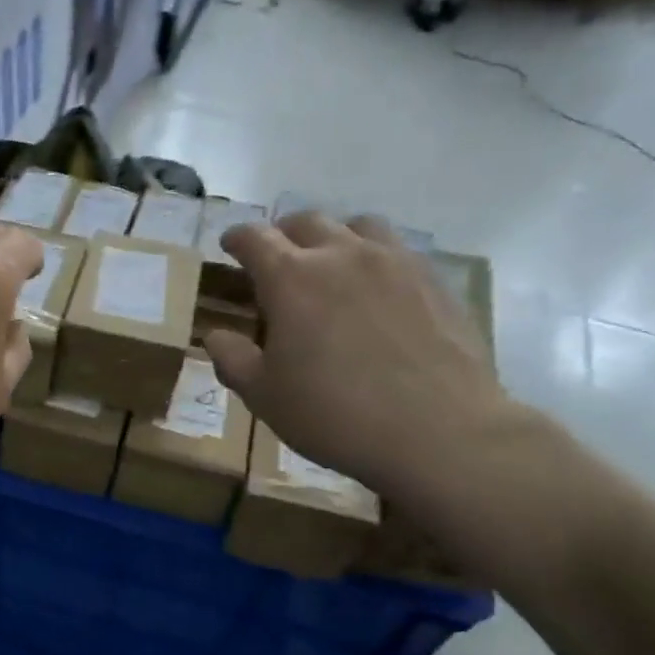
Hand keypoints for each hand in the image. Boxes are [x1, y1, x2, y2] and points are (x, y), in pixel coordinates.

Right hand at [203, 212, 507, 494]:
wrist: (439, 432)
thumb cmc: (334, 414)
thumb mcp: (263, 395)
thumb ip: (232, 358)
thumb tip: (216, 335)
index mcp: (291, 278)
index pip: (254, 238)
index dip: (236, 239)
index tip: (229, 247)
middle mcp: (342, 255)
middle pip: (306, 221)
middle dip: (283, 235)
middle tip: (276, 261)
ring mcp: (395, 263)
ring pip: (359, 225)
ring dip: (335, 237)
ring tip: (331, 266)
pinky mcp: (435, 281)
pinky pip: (398, 250)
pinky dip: (376, 258)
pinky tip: (376, 291)